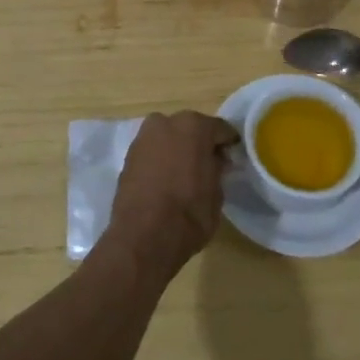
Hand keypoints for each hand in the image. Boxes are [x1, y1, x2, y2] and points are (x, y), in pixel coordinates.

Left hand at [107, 110, 239, 274]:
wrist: (142, 237)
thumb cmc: (189, 213)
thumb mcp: (217, 193)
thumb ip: (217, 168)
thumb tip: (215, 160)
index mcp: (194, 126)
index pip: (220, 129)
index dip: (228, 144)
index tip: (232, 158)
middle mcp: (166, 122)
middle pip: (190, 129)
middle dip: (200, 144)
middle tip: (208, 166)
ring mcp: (143, 137)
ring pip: (169, 138)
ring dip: (177, 150)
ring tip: (185, 174)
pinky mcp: (127, 155)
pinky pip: (153, 152)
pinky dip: (160, 160)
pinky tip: (166, 179)